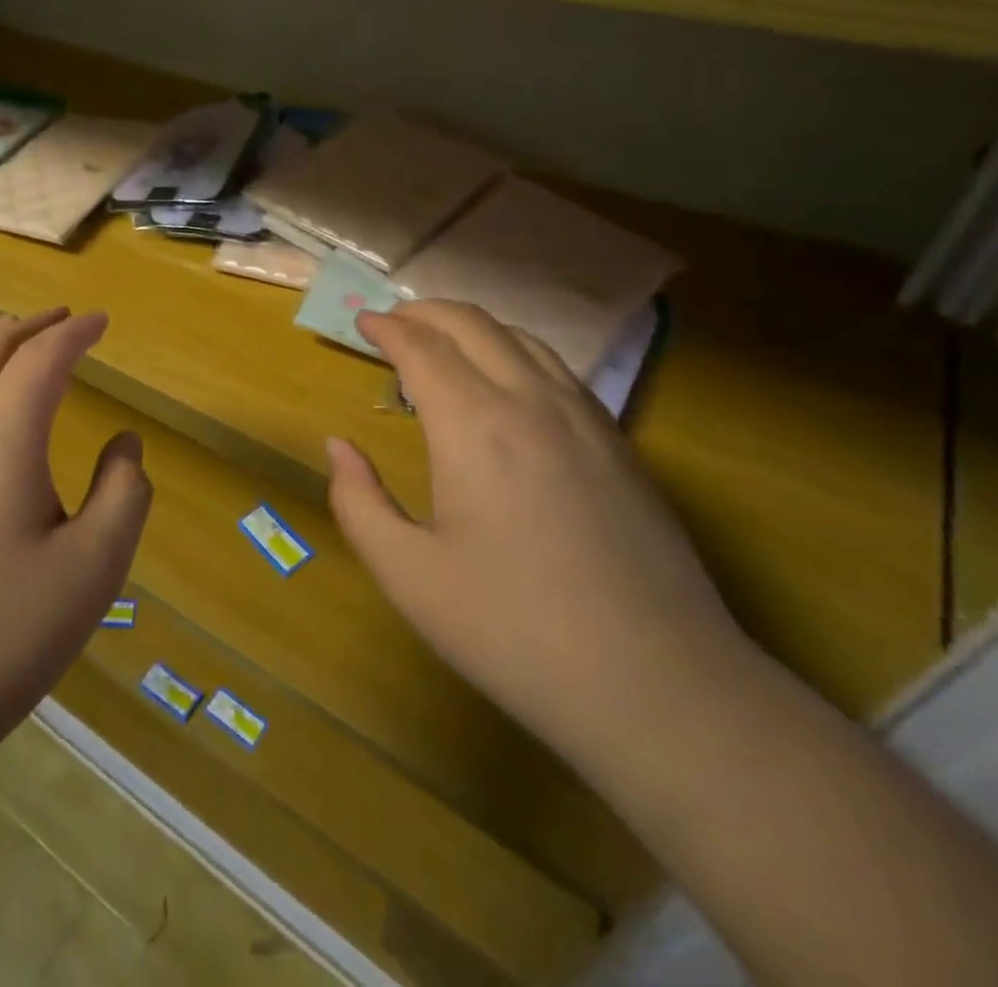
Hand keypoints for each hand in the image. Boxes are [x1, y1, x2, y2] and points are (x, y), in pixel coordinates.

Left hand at [0, 308, 152, 758]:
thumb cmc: (2, 637)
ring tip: (14, 340)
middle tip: (61, 318)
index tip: (101, 322)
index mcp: (0, 439)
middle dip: (29, 328)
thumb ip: (124, 491)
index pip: (41, 359)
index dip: (74, 333)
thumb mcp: (94, 568)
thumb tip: (124, 442)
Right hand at [326, 300, 746, 759]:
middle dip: (426, 312)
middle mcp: (530, 401)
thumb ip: (358, 502)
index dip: (388, 328)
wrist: (657, 685)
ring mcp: (585, 418)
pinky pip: (558, 370)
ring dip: (473, 327)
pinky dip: (516, 352)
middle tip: (394, 322)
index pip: (423, 348)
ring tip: (443, 343)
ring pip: (522, 339)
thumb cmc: (514, 630)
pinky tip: (508, 384)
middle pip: (473, 325)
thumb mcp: (408, 576)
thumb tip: (339, 446)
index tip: (363, 322)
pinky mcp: (620, 444)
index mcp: (474, 425)